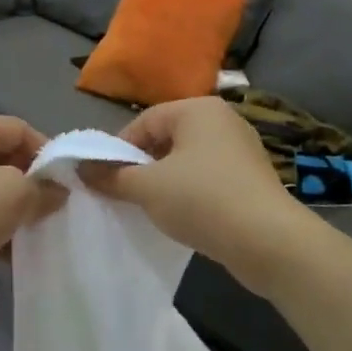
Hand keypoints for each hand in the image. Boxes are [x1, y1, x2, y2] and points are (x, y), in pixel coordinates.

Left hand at [0, 116, 65, 316]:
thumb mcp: (14, 195)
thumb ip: (43, 189)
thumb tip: (57, 191)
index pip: (18, 127)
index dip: (46, 150)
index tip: (66, 182)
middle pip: (1, 159)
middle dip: (30, 184)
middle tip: (52, 210)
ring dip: (12, 212)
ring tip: (34, 235)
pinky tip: (9, 256)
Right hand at [81, 96, 312, 287]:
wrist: (269, 241)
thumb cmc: (202, 200)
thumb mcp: (147, 188)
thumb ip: (112, 176)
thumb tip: (82, 169)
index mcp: (198, 109)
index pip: (145, 121)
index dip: (119, 149)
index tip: (105, 179)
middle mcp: (223, 121)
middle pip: (166, 139)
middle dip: (142, 166)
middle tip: (125, 195)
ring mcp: (241, 150)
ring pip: (187, 161)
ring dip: (165, 182)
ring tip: (151, 209)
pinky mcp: (252, 179)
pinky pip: (208, 179)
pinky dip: (190, 194)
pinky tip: (183, 217)